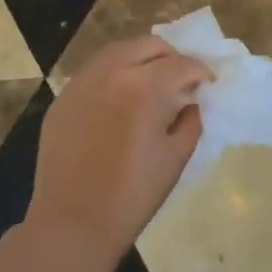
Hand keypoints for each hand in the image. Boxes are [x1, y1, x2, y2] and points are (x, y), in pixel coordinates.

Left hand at [26, 37, 208, 265]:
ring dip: (142, 60)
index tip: (208, 84)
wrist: (71, 225)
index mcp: (144, 88)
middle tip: (181, 81)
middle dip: (172, 59)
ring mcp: (82, 81)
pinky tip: (120, 99)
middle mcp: (112, 72)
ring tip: (151, 84)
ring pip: (120, 50)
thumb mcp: (176, 157)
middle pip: (151, 46)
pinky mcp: (64, 95)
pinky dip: (115, 73)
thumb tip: (192, 99)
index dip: (201, 72)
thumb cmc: (131, 196)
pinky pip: (96, 70)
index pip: (182, 64)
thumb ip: (191, 118)